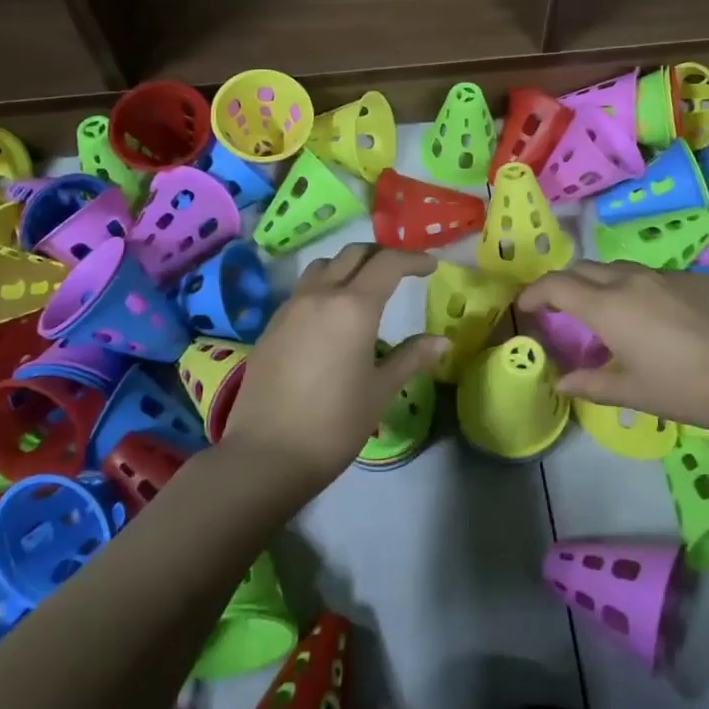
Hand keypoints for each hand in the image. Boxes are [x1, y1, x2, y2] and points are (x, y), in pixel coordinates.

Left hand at [222, 243, 450, 490]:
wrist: (266, 455)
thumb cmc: (334, 424)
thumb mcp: (380, 390)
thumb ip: (411, 357)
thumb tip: (442, 341)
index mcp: (353, 307)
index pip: (388, 263)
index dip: (413, 259)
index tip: (430, 267)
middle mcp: (320, 295)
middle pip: (353, 254)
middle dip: (381, 256)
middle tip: (401, 272)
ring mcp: (290, 308)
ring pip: (323, 266)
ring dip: (348, 266)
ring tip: (364, 288)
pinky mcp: (271, 326)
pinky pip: (303, 290)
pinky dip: (325, 287)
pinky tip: (332, 317)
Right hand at [517, 261, 708, 434]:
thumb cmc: (688, 388)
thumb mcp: (634, 392)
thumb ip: (590, 384)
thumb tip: (559, 381)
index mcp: (609, 307)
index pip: (557, 285)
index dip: (535, 292)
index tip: (526, 306)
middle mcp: (631, 280)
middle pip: (584, 269)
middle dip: (564, 284)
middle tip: (560, 309)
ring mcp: (665, 274)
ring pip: (618, 268)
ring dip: (600, 283)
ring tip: (604, 312)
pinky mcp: (694, 277)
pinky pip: (650, 275)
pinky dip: (634, 288)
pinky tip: (651, 316)